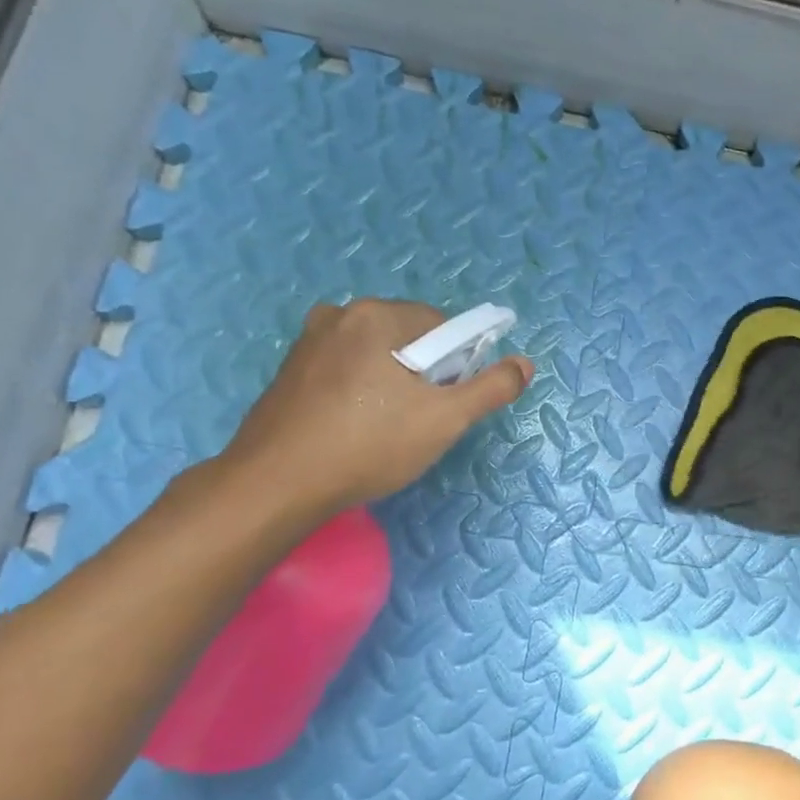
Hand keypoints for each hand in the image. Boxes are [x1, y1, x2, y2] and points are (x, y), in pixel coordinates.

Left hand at [215, 298, 532, 522]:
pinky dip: (360, 390)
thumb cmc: (368, 446)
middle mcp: (339, 314)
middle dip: (423, 373)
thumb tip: (524, 364)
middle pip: (408, 337)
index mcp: (377, 315)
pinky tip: (354, 427)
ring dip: (392, 382)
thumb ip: (491, 388)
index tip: (445, 403)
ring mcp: (308, 341)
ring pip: (376, 354)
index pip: (443, 326)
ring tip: (385, 428)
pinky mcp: (290, 369)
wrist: (275, 485)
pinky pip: (345, 368)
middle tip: (418, 419)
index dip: (456, 365)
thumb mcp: (444, 420)